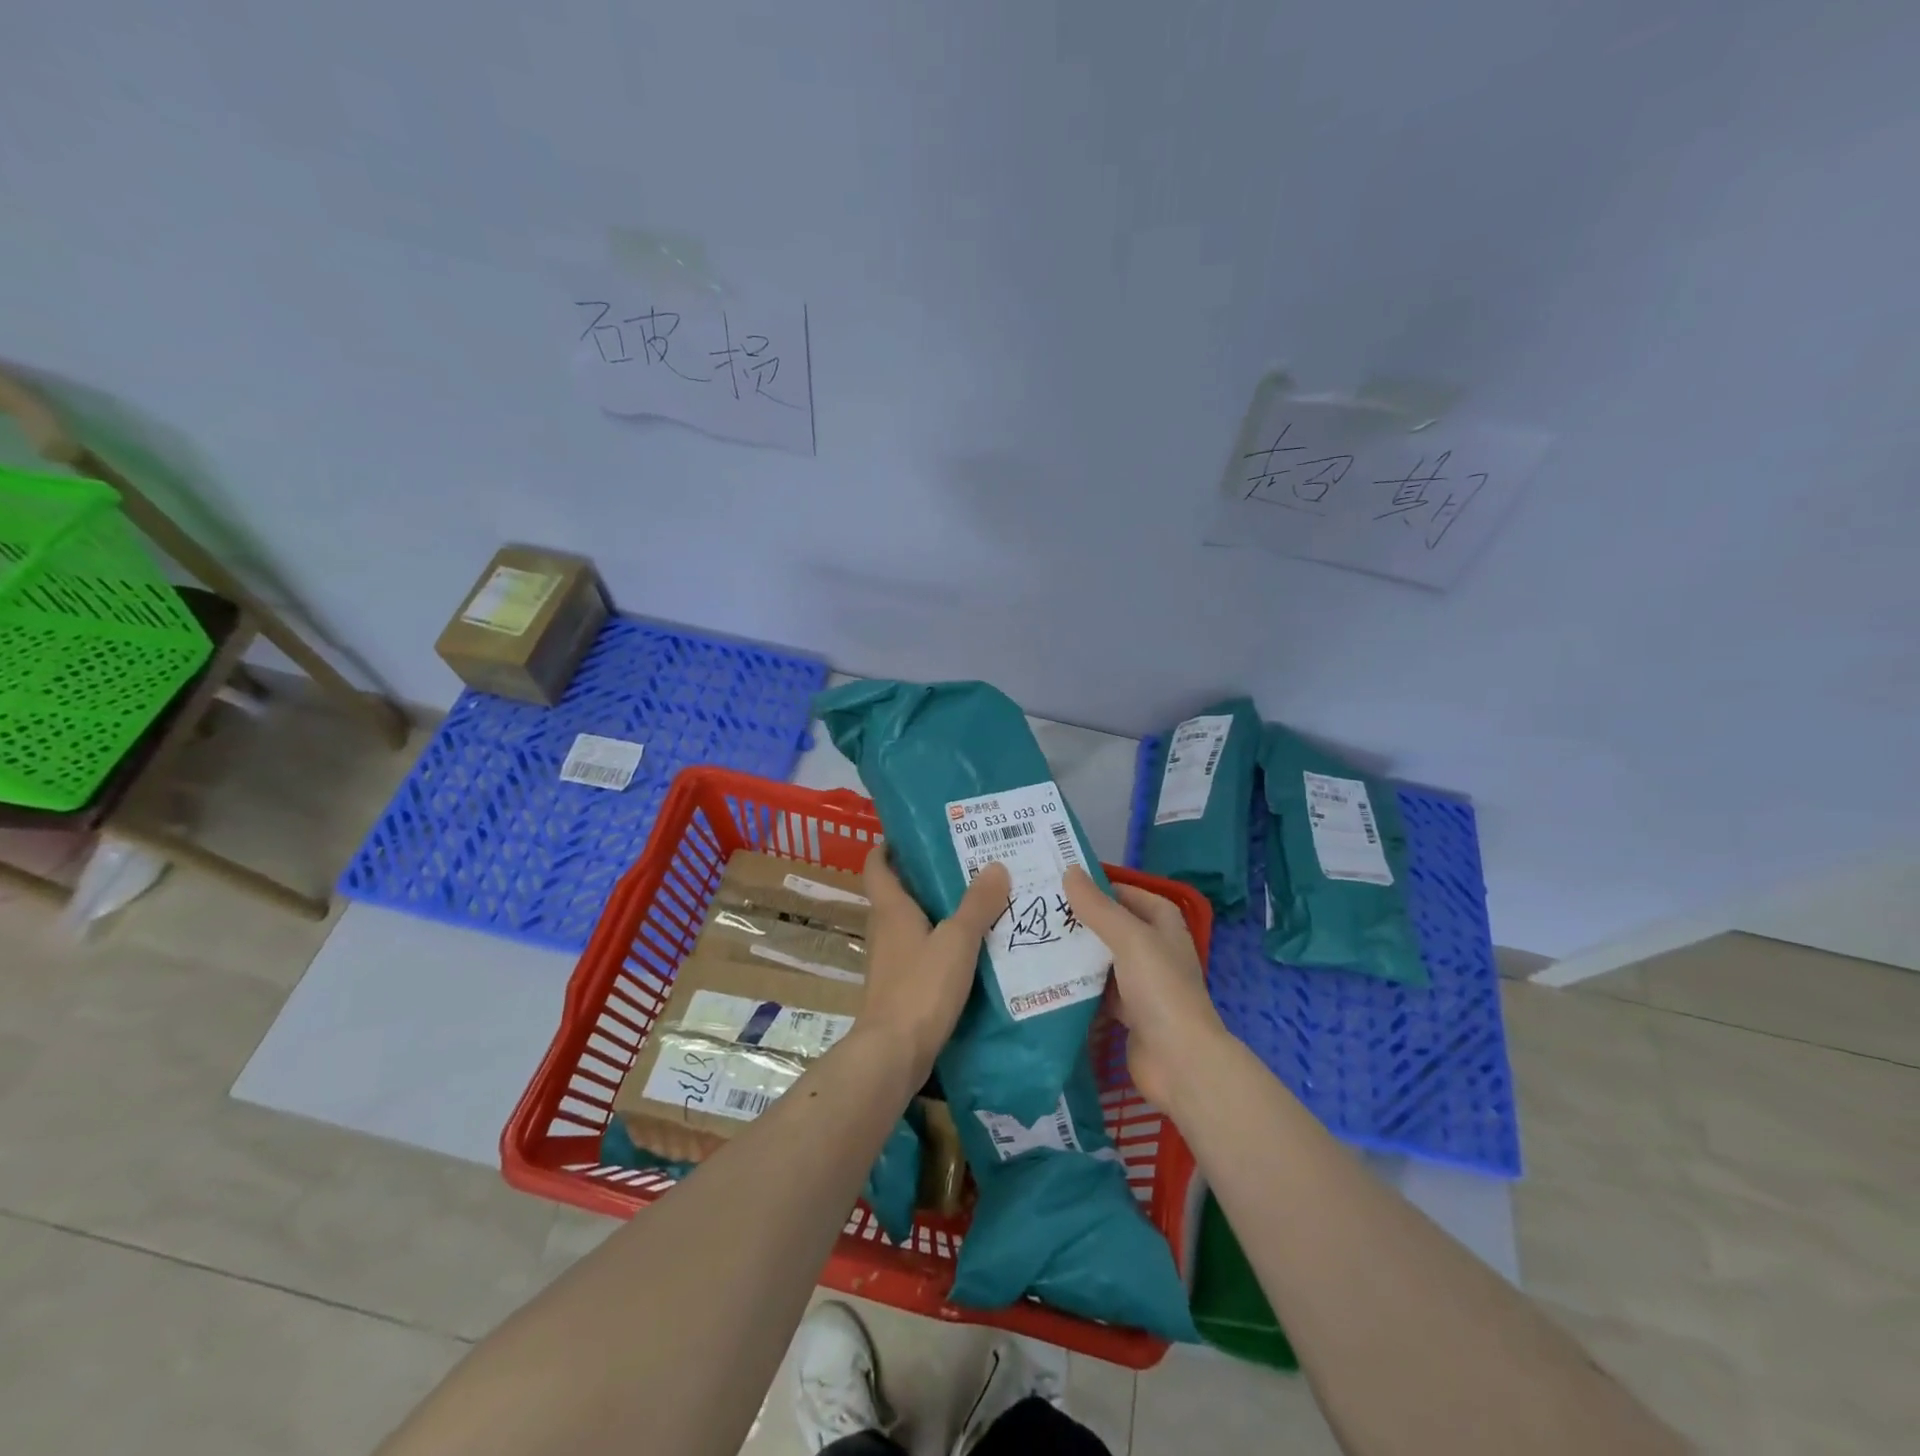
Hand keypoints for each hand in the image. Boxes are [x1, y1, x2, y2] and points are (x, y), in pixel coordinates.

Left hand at [858, 845, 1009, 1081]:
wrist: (894, 1053)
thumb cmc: (921, 988)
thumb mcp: (957, 941)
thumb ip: (977, 904)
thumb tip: (996, 865)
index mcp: (891, 909)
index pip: (877, 865)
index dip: (888, 846)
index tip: (914, 833)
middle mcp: (885, 929)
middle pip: (898, 891)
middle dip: (925, 875)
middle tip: (965, 862)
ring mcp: (890, 960)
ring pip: (911, 923)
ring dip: (937, 910)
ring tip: (977, 900)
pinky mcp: (900, 986)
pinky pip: (921, 951)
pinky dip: (941, 942)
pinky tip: (971, 947)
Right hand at [1062, 866, 1227, 1109]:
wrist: (1180, 1062)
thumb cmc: (1160, 989)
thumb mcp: (1129, 939)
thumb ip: (1098, 907)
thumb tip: (1070, 871)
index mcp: (1164, 928)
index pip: (1133, 897)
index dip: (1105, 888)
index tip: (1068, 884)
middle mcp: (1155, 952)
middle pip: (1115, 929)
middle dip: (1084, 921)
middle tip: (1042, 911)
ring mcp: (1142, 986)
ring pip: (1104, 962)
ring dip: (1078, 955)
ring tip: (1037, 941)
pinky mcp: (1129, 1015)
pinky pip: (1099, 993)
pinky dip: (1080, 987)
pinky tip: (1049, 980)